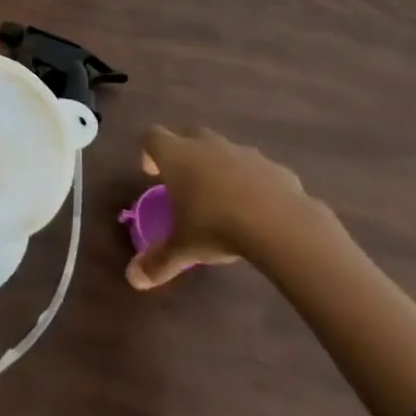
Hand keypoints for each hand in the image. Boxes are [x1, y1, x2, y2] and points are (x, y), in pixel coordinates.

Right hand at [126, 125, 311, 289]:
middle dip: (185, 154)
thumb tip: (133, 280)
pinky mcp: (274, 167)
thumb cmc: (217, 227)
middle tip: (187, 184)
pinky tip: (261, 210)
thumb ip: (159, 261)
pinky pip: (258, 170)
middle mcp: (206, 145)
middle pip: (188, 135)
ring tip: (225, 199)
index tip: (152, 174)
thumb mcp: (184, 248)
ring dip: (221, 166)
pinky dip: (255, 183)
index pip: (152, 136)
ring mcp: (243, 152)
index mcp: (177, 156)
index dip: (148, 152)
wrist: (281, 224)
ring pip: (225, 150)